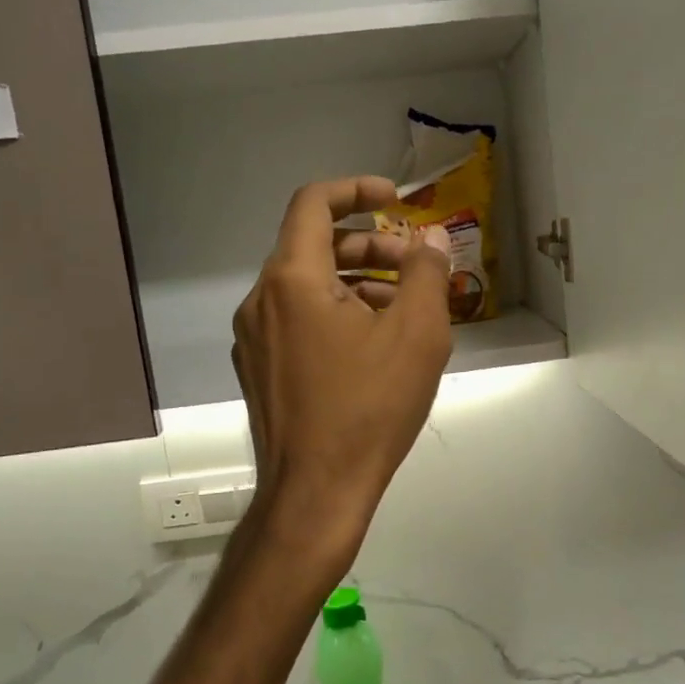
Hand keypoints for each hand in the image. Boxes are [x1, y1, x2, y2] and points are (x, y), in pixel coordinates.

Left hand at [231, 177, 452, 577]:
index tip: (394, 200)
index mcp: (291, 280)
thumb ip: (426, 274)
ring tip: (403, 311)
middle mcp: (260, 301)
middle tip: (414, 268)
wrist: (315, 494)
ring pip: (307, 287)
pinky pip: (298, 321)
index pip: (313, 204)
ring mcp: (254, 339)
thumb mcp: (417, 335)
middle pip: (313, 246)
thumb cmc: (368, 409)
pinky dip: (335, 315)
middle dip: (369, 246)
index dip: (356, 190)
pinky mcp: (259, 370)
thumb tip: (431, 240)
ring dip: (356, 283)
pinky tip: (373, 347)